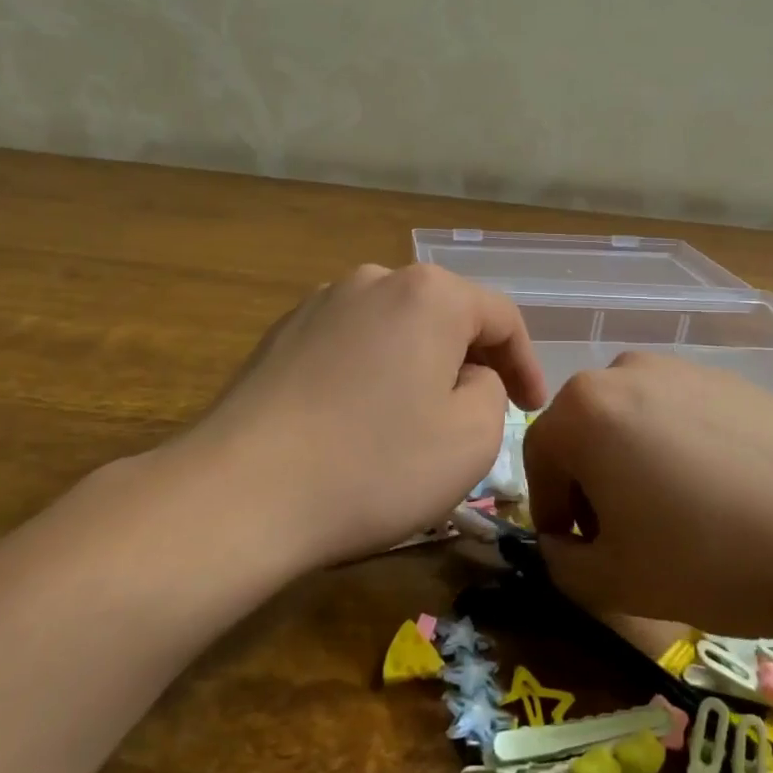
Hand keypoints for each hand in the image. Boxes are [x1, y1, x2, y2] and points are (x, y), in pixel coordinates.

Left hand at [190, 263, 547, 566]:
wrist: (241, 492)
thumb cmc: (374, 465)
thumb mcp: (471, 439)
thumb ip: (492, 391)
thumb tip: (468, 376)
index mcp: (429, 294)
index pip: (501, 316)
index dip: (526, 363)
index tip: (531, 408)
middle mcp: (374, 279)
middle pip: (445, 315)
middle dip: (471, 361)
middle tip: (480, 413)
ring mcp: (320, 303)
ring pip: (395, 329)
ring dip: (419, 366)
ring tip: (418, 419)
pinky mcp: (281, 334)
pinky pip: (351, 345)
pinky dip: (372, 373)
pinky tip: (360, 419)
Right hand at [524, 352, 772, 654]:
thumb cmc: (710, 557)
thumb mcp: (613, 581)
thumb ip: (561, 564)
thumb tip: (561, 544)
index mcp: (584, 408)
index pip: (538, 458)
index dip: (549, 511)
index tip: (577, 552)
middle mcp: (625, 371)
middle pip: (584, 433)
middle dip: (591, 487)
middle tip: (624, 539)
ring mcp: (684, 369)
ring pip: (632, 422)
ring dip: (633, 466)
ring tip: (676, 518)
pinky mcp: (731, 380)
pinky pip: (680, 415)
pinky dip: (679, 451)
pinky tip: (721, 496)